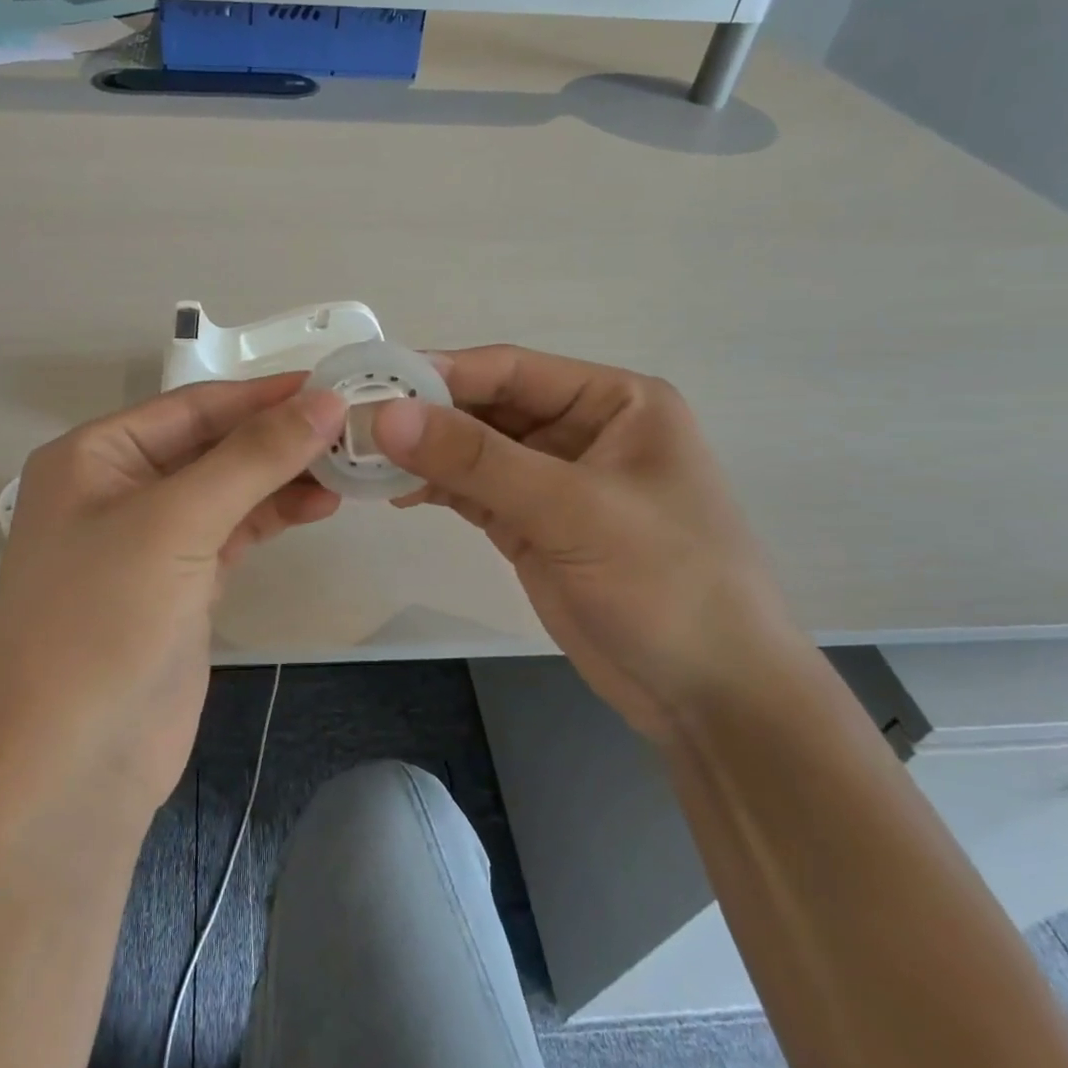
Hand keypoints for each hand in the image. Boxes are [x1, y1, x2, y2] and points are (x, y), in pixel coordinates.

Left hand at [0, 374, 346, 818]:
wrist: (72, 770)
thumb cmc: (104, 625)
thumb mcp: (176, 524)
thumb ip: (253, 458)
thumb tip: (325, 401)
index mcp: (93, 456)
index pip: (191, 406)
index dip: (262, 395)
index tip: (332, 384)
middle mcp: (117, 488)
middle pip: (211, 445)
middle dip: (277, 437)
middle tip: (352, 427)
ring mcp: (149, 541)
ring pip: (227, 489)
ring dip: (282, 477)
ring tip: (347, 466)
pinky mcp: (179, 585)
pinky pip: (233, 532)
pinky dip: (273, 516)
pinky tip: (318, 506)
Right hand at [373, 346, 807, 740]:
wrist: (711, 698)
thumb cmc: (666, 584)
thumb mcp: (572, 510)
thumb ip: (477, 461)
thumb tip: (387, 416)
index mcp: (614, 401)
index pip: (512, 369)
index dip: (442, 373)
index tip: (373, 384)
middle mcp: (583, 430)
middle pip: (488, 407)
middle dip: (427, 417)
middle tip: (356, 427)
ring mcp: (556, 480)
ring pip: (475, 451)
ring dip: (425, 455)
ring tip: (364, 462)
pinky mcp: (534, 525)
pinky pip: (475, 492)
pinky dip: (437, 489)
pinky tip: (396, 494)